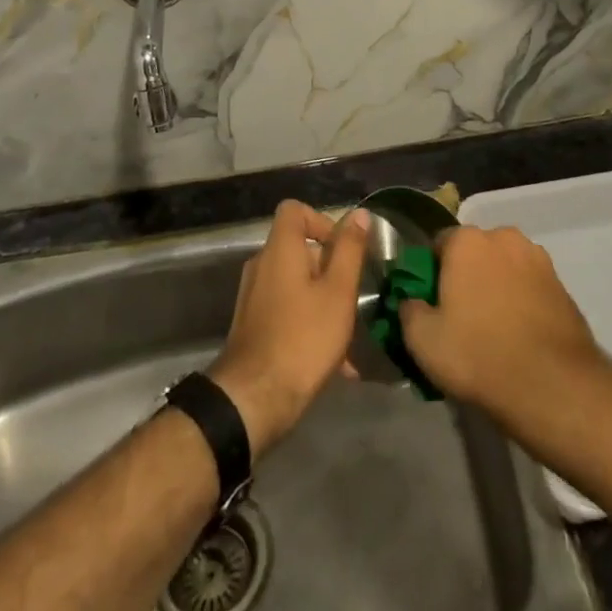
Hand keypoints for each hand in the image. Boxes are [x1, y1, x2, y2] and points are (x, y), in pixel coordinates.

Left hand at [209, 200, 370, 457]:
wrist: (253, 400)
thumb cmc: (303, 338)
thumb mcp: (338, 292)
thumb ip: (349, 250)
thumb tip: (359, 213)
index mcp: (280, 249)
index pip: (295, 210)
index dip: (321, 221)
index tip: (343, 249)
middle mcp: (262, 265)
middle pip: (298, 249)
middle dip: (330, 269)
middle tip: (353, 297)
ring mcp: (254, 297)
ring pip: (296, 285)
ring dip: (323, 301)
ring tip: (349, 336)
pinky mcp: (253, 326)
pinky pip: (287, 311)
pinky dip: (309, 323)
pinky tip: (336, 363)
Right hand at [398, 225, 601, 430]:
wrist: (553, 386)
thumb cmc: (479, 354)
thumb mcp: (423, 340)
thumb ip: (408, 310)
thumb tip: (412, 302)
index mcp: (467, 240)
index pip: (439, 244)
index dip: (432, 273)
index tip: (432, 305)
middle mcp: (504, 237)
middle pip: (475, 253)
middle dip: (467, 276)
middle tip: (461, 318)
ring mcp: (538, 259)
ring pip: (505, 268)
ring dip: (497, 287)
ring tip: (494, 331)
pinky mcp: (562, 285)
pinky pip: (530, 287)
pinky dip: (522, 303)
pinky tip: (519, 337)